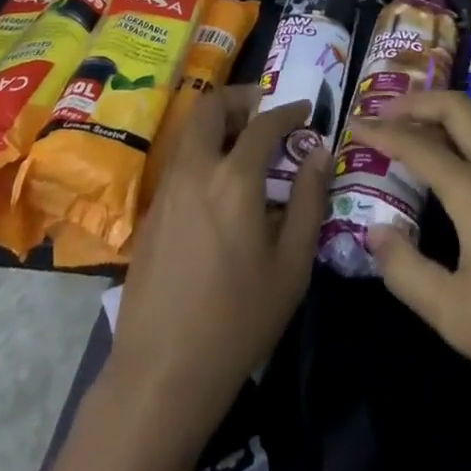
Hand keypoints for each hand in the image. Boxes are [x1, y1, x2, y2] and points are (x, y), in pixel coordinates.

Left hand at [109, 87, 331, 429]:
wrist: (161, 372)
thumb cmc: (237, 321)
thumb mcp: (290, 267)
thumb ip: (307, 201)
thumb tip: (319, 153)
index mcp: (233, 179)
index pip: (264, 124)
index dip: (288, 111)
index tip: (306, 109)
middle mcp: (195, 170)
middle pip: (211, 107)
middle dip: (240, 98)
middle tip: (265, 110)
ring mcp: (166, 189)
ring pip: (191, 132)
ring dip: (219, 123)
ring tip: (246, 144)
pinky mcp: (151, 212)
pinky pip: (180, 161)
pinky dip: (203, 151)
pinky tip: (220, 185)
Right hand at [349, 91, 470, 419]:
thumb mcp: (454, 315)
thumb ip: (406, 272)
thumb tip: (375, 233)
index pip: (419, 146)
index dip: (383, 132)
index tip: (355, 124)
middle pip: (459, 109)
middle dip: (419, 102)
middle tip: (388, 112)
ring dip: (454, 108)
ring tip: (429, 124)